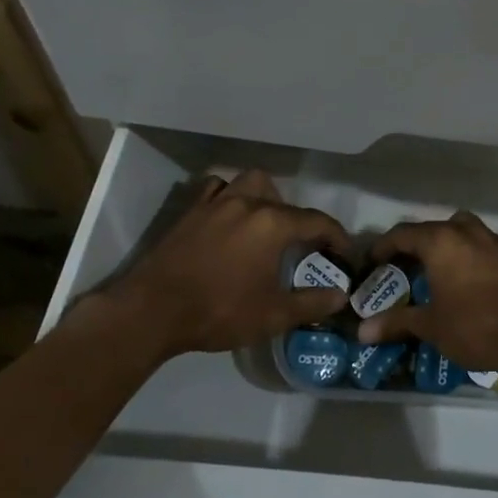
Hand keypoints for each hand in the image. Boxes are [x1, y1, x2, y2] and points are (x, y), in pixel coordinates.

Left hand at [96, 169, 351, 358]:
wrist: (152, 310)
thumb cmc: (218, 311)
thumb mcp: (272, 315)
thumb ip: (311, 303)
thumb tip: (341, 296)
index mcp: (273, 224)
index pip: (318, 222)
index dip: (337, 238)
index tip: (345, 256)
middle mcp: (248, 202)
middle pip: (285, 199)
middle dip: (299, 219)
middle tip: (300, 247)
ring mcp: (217, 202)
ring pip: (250, 183)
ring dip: (266, 197)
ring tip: (266, 224)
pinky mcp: (191, 210)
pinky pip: (217, 189)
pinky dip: (229, 196)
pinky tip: (229, 216)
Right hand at [355, 211, 497, 374]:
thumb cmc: (475, 326)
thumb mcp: (431, 326)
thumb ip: (397, 323)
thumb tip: (362, 332)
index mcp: (441, 241)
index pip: (403, 233)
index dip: (383, 246)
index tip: (372, 262)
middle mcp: (467, 231)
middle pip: (434, 228)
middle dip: (416, 245)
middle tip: (403, 268)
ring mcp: (494, 241)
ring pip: (463, 231)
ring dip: (447, 245)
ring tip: (437, 271)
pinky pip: (483, 246)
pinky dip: (470, 256)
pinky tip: (469, 282)